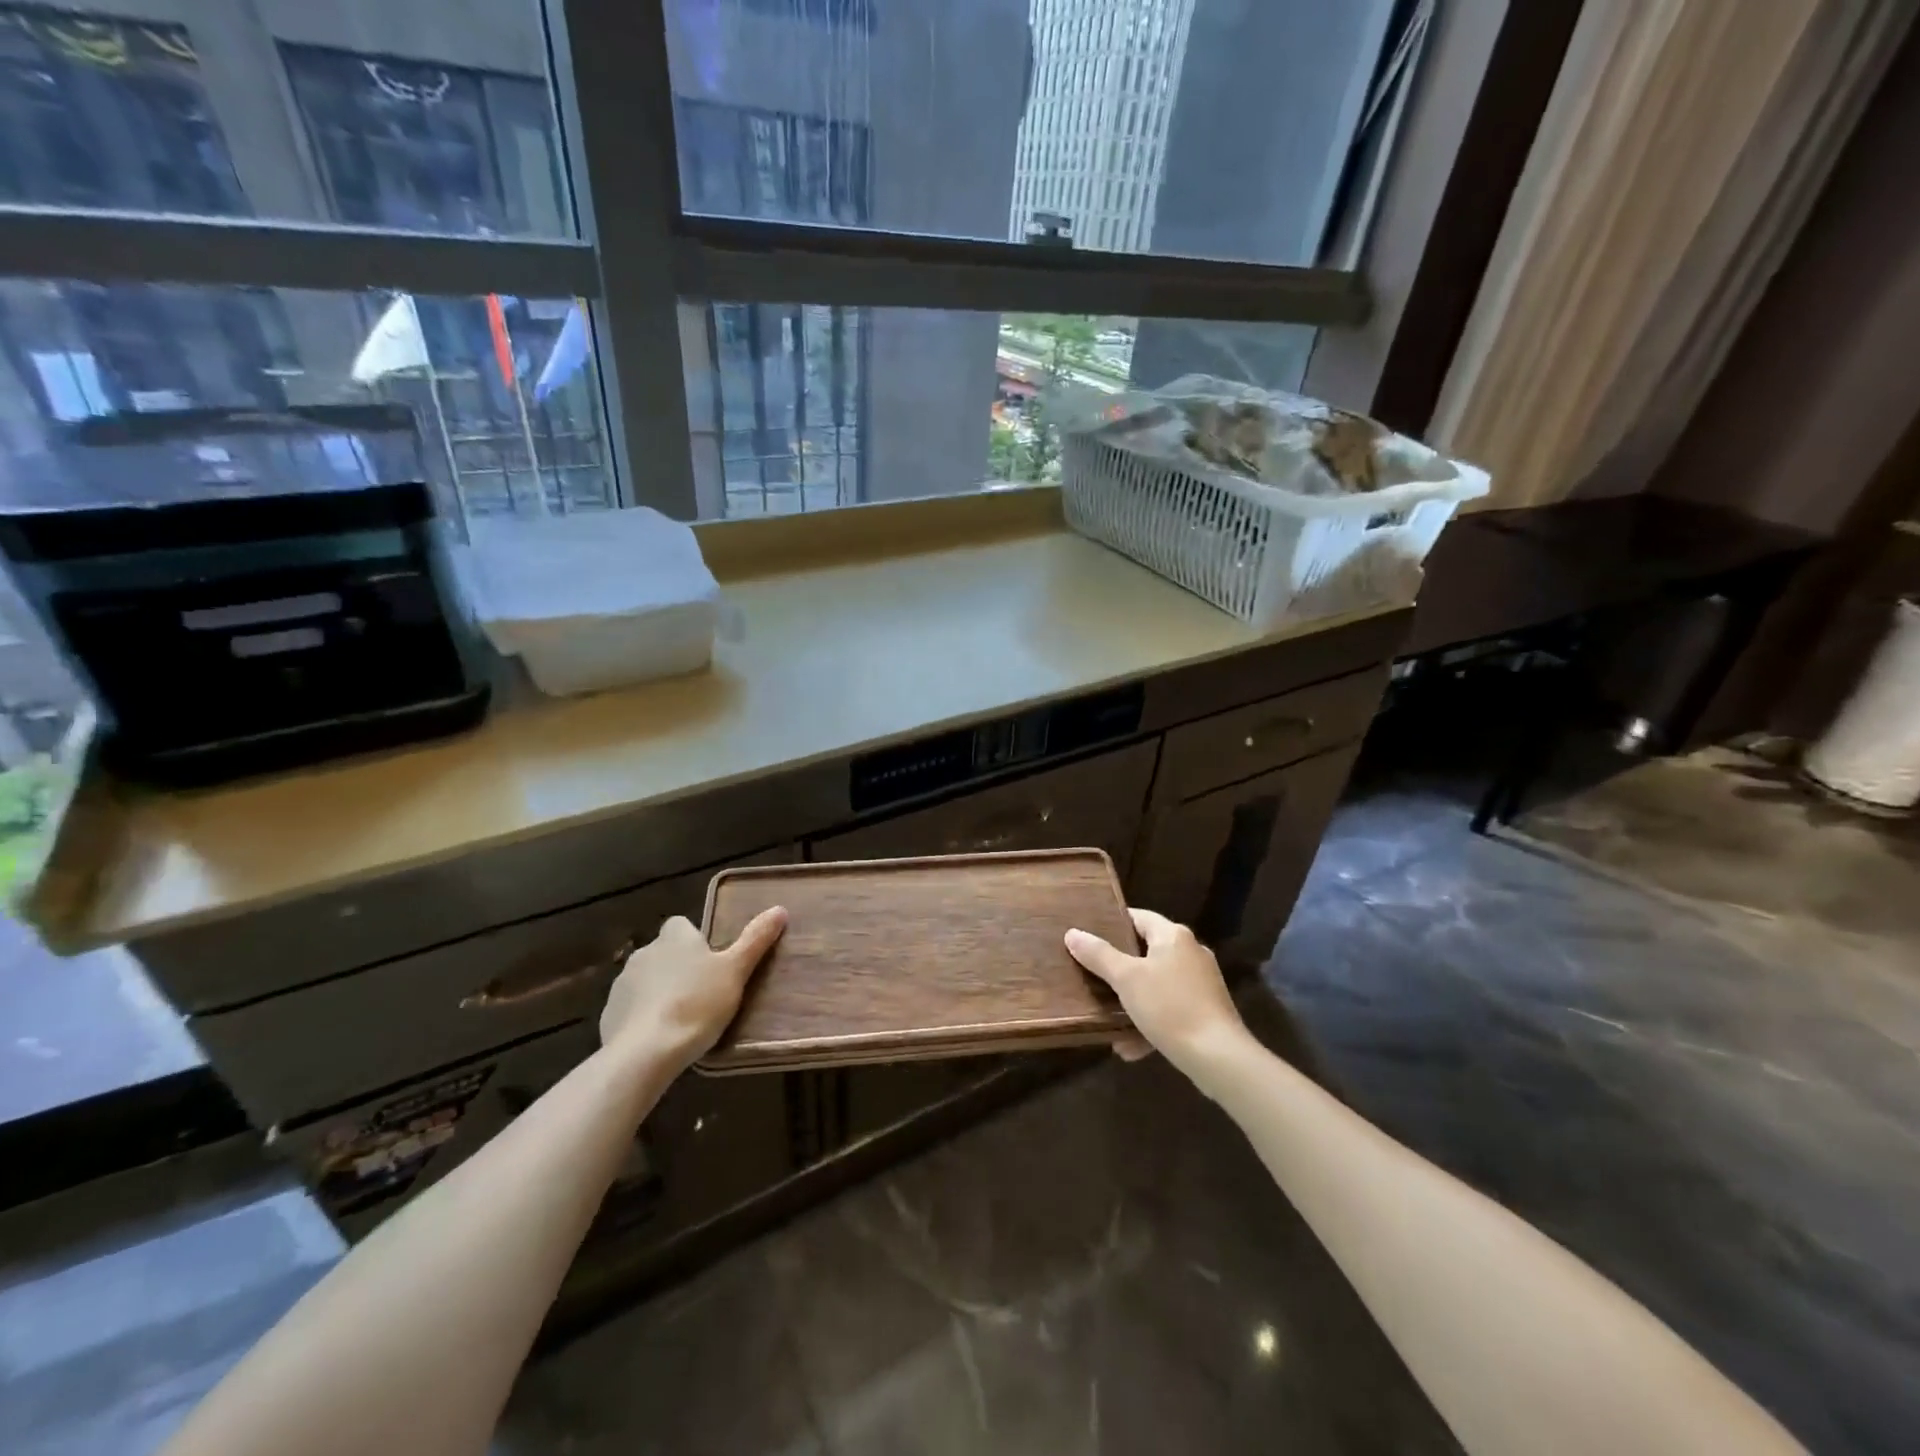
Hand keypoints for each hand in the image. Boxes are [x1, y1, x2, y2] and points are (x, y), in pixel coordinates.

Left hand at [600, 908, 786, 1072]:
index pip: (681, 925)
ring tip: (683, 1018)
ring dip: (660, 992)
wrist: (645, 1052)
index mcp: (674, 938)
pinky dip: (643, 1017)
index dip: (695, 940)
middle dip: (678, 968)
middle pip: (664, 952)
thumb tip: (779, 909)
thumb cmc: (697, 1004)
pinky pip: (631, 1009)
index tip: (710, 961)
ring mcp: (622, 985)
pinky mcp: (609, 1015)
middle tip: (703, 992)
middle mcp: (644, 952)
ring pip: (646, 981)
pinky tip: (660, 1038)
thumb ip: (756, 940)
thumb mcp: (736, 971)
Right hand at [1065, 908, 1248, 1078]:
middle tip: (1092, 975)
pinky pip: (1170, 1009)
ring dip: (1132, 1002)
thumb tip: (1072, 933)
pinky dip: (1150, 1023)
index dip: (1113, 923)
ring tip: (1107, 1019)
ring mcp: (1201, 983)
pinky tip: (1130, 1047)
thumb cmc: (1169, 1007)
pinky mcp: (1207, 1011)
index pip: (1138, 917)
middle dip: (1119, 969)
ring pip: (1156, 984)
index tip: (1089, 936)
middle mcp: (1191, 952)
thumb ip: (1099, 955)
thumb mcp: (1126, 979)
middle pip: (1146, 951)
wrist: (1219, 1058)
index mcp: (1173, 936)